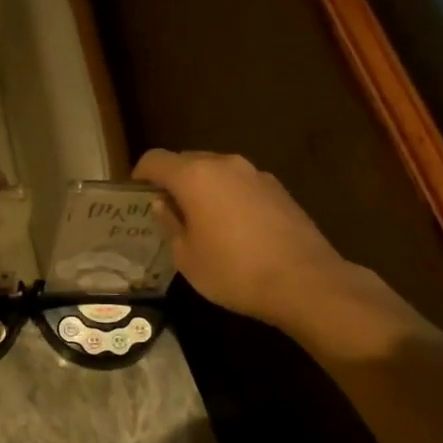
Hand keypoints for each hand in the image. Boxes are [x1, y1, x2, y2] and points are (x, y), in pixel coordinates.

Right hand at [134, 149, 356, 331]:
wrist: (306, 282)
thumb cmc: (234, 271)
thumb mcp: (186, 256)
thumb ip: (170, 223)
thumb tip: (163, 204)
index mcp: (194, 176)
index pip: (155, 159)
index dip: (140, 175)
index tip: (136, 195)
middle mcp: (224, 164)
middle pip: (187, 160)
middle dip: (172, 180)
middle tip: (166, 210)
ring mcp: (255, 174)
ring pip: (216, 171)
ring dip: (203, 188)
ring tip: (200, 220)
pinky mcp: (279, 189)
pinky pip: (240, 184)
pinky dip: (228, 196)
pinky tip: (233, 228)